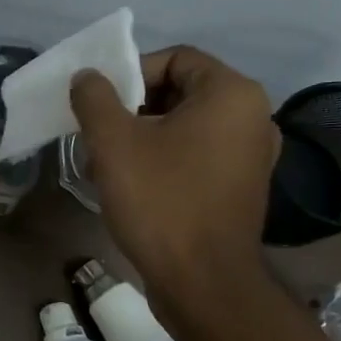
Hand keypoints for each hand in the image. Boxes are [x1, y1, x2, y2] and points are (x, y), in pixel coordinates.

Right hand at [69, 46, 278, 284]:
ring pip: (185, 127)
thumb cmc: (160, 202)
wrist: (203, 282)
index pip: (174, 58)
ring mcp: (251, 156)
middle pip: (179, 92)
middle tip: (98, 136)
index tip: (100, 106)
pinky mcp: (242, 187)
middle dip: (131, 110)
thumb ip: (95, 99)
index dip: (130, 74)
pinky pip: (197, 156)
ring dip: (142, 138)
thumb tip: (87, 77)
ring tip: (107, 165)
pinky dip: (163, 160)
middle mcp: (252, 117)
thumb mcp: (114, 143)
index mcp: (231, 94)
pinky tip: (133, 186)